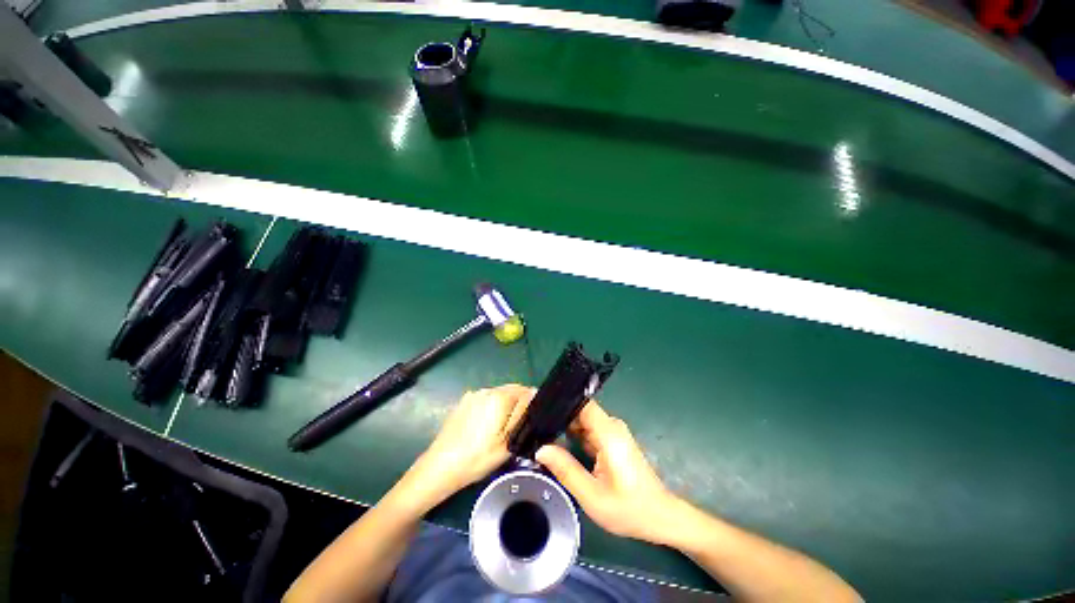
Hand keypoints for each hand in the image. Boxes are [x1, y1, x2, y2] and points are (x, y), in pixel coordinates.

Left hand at [407, 384, 534, 507]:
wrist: (440, 466)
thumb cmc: (477, 458)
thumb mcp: (508, 442)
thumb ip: (522, 416)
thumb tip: (533, 396)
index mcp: (500, 397)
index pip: (526, 391)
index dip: (532, 405)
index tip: (531, 421)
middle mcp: (487, 390)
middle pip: (512, 390)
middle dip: (519, 404)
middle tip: (518, 426)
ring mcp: (473, 394)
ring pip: (499, 394)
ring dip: (505, 405)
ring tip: (501, 428)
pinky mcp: (463, 401)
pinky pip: (485, 399)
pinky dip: (491, 407)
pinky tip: (485, 427)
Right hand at [536, 401, 681, 544]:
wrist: (659, 517)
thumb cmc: (629, 509)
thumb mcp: (592, 496)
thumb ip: (566, 470)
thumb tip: (541, 449)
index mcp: (608, 432)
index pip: (581, 404)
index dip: (560, 403)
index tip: (538, 409)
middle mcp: (611, 426)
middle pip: (579, 412)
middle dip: (558, 418)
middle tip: (534, 428)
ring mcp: (612, 432)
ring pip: (582, 421)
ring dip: (565, 428)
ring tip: (542, 435)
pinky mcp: (612, 440)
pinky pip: (588, 430)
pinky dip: (574, 437)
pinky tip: (559, 445)